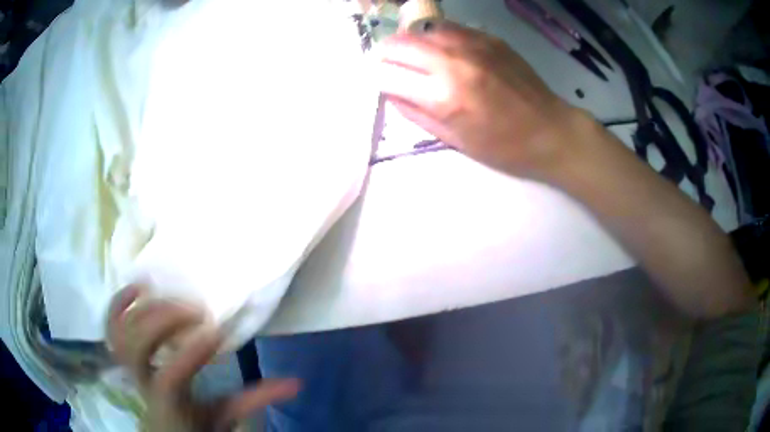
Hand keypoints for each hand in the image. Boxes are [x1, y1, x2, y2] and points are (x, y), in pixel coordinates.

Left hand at [107, 286, 299, 431]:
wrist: (165, 426)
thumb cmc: (196, 425)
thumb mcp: (226, 416)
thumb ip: (255, 400)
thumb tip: (296, 383)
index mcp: (170, 402)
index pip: (168, 379)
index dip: (188, 354)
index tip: (215, 331)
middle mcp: (142, 382)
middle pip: (135, 347)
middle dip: (162, 322)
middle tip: (193, 310)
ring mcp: (128, 364)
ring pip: (121, 331)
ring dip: (144, 308)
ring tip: (171, 295)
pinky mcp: (124, 351)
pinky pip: (111, 325)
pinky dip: (119, 302)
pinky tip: (138, 287)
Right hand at [377, 21, 583, 177]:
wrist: (551, 130)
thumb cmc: (504, 147)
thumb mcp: (455, 140)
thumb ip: (415, 113)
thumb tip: (391, 92)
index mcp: (443, 97)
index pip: (387, 75)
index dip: (377, 79)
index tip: (380, 83)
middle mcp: (453, 62)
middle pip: (398, 45)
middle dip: (386, 56)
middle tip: (390, 68)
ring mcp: (472, 44)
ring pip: (420, 30)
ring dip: (410, 43)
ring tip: (417, 59)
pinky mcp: (488, 38)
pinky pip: (448, 28)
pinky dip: (436, 38)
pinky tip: (443, 51)